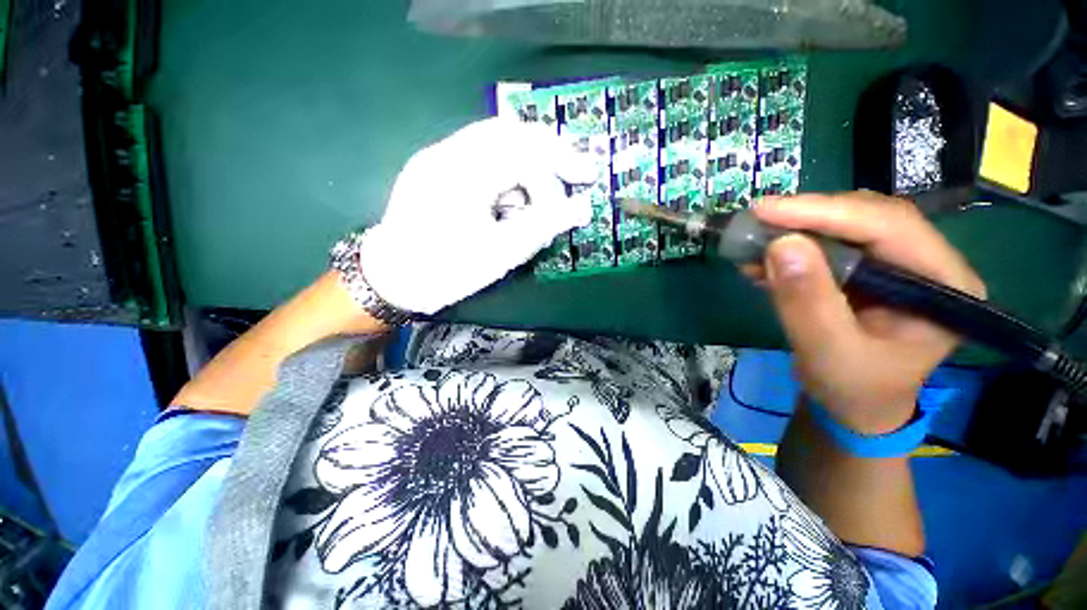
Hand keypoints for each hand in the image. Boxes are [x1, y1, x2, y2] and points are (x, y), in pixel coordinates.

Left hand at [360, 118, 597, 314]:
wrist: (391, 280)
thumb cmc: (445, 271)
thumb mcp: (501, 254)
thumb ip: (544, 226)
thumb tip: (582, 208)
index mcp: (461, 172)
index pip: (524, 149)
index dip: (560, 164)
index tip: (585, 179)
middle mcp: (447, 152)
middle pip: (511, 132)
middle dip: (548, 154)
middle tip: (572, 174)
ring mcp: (438, 156)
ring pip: (497, 141)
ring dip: (527, 165)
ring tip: (538, 200)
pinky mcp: (436, 167)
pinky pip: (481, 155)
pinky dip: (507, 172)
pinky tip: (511, 199)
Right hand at [749, 191, 985, 433]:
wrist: (854, 404)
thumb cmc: (854, 388)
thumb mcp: (828, 352)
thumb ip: (807, 302)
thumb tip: (780, 244)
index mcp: (945, 284)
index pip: (891, 227)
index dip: (825, 212)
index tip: (766, 210)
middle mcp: (928, 263)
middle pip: (869, 217)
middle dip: (808, 217)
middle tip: (756, 221)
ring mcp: (898, 263)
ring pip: (846, 226)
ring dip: (795, 231)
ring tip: (752, 242)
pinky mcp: (868, 268)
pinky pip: (829, 244)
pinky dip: (791, 248)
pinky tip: (762, 260)